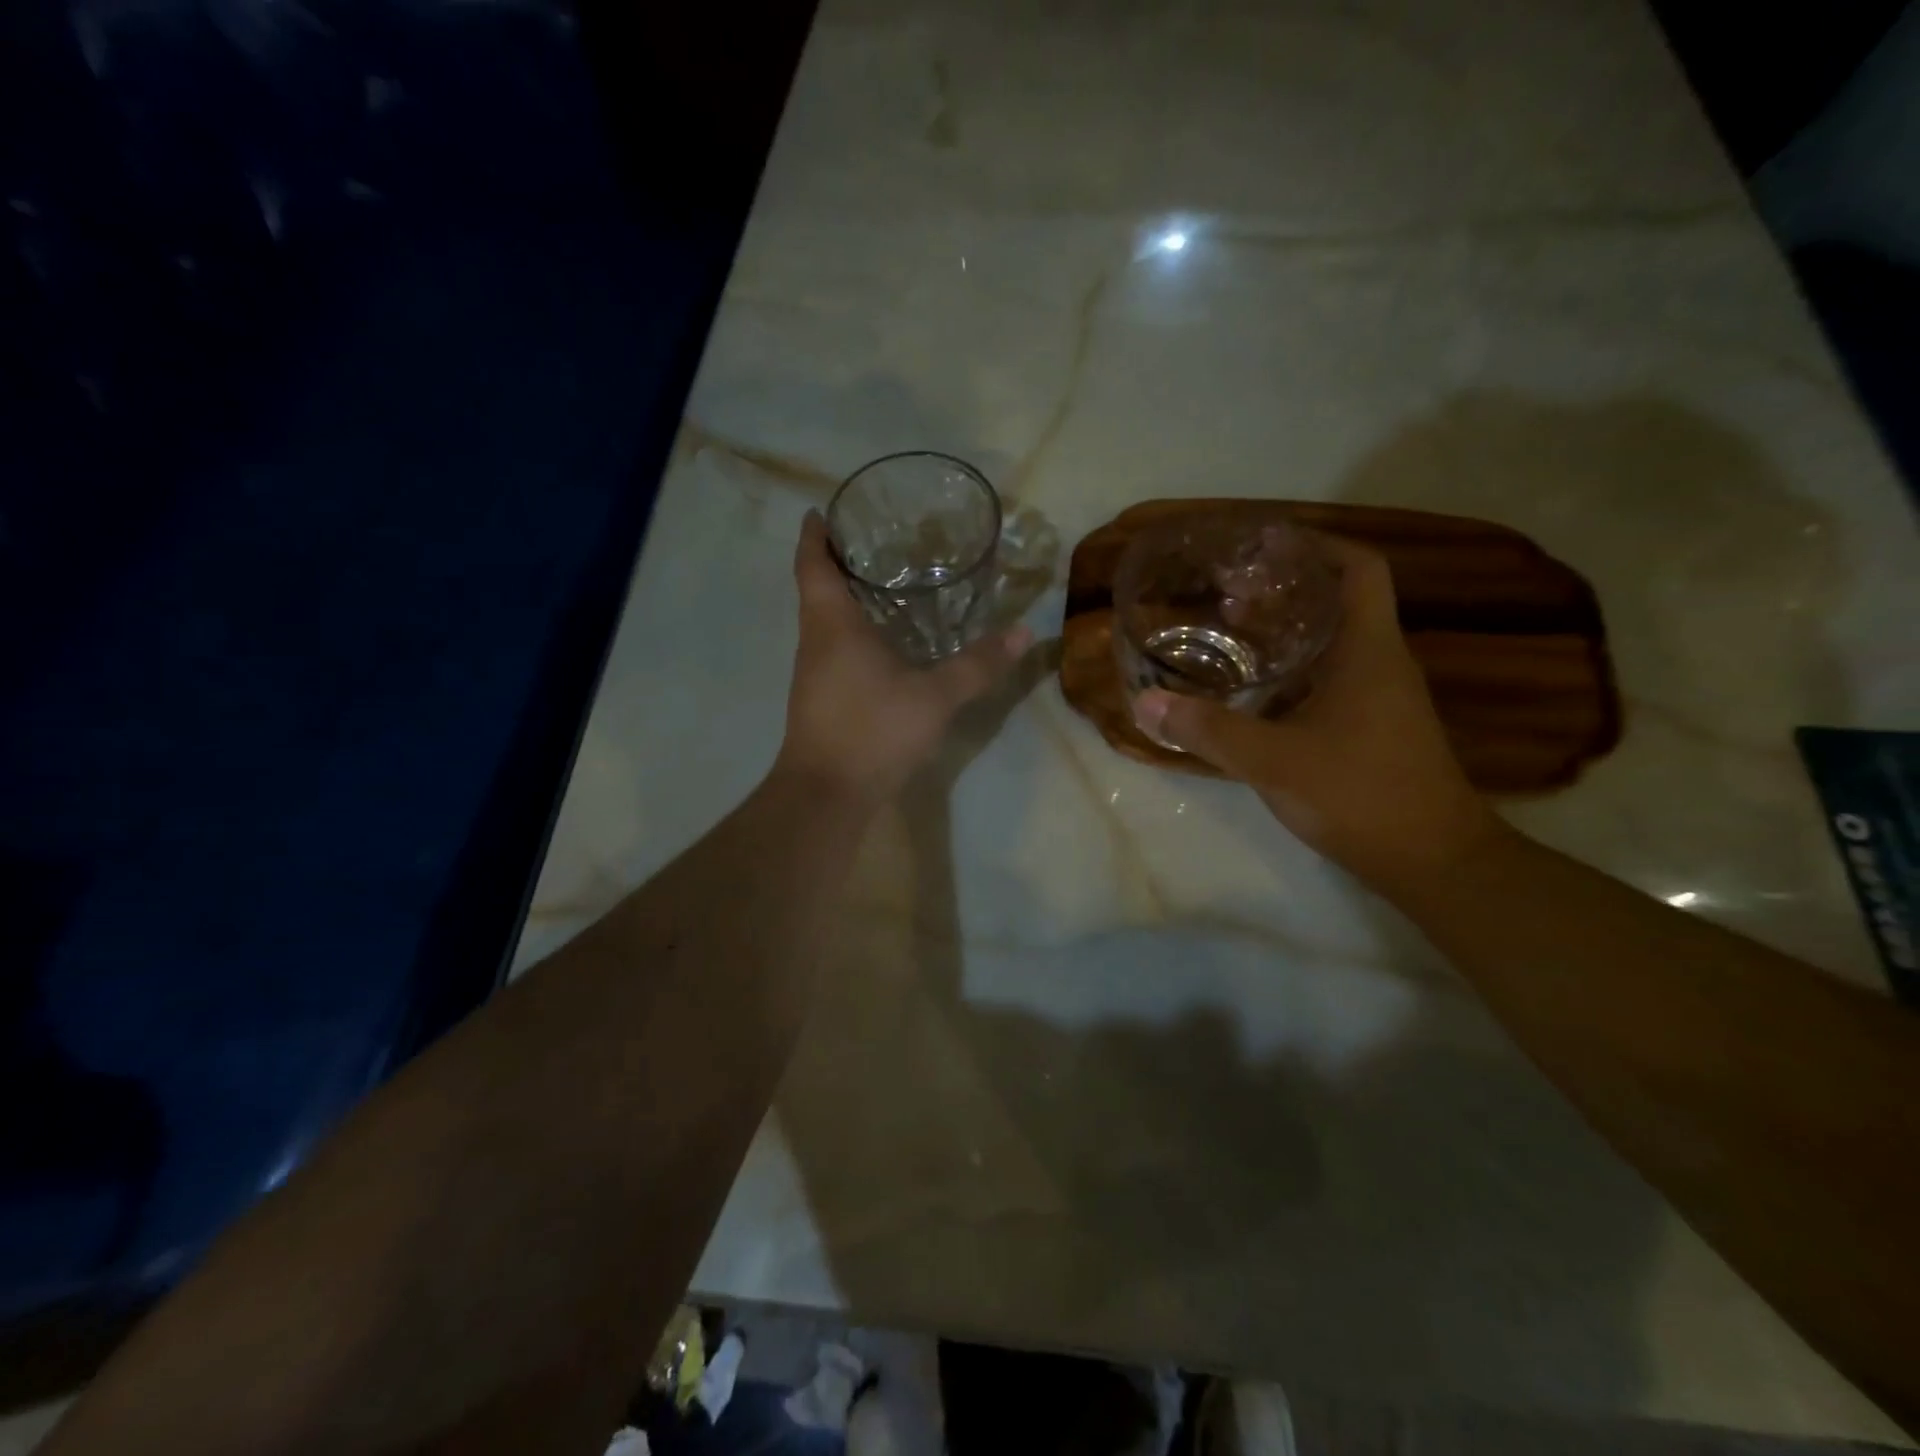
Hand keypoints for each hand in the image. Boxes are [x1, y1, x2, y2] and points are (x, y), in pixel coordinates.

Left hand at [776, 512, 1032, 799]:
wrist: (827, 794)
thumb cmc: (872, 730)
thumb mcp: (934, 696)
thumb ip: (977, 665)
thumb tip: (1022, 633)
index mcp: (832, 625)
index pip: (812, 564)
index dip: (815, 535)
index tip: (822, 510)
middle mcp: (815, 642)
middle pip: (816, 589)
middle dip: (837, 562)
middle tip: (874, 542)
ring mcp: (814, 673)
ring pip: (824, 621)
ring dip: (844, 599)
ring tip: (884, 584)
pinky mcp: (821, 699)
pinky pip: (833, 649)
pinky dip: (852, 632)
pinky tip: (884, 643)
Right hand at [1131, 535, 1502, 891]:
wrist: (1432, 861)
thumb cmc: (1360, 794)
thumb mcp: (1274, 760)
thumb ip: (1209, 730)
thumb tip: (1146, 703)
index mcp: (1369, 651)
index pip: (1358, 569)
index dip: (1317, 545)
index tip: (1266, 544)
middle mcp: (1380, 663)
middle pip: (1338, 601)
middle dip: (1285, 588)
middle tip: (1228, 591)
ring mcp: (1379, 698)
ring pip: (1331, 643)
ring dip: (1285, 631)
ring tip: (1229, 631)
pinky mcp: (1371, 729)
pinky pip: (1328, 679)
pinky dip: (1290, 672)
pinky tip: (1251, 691)